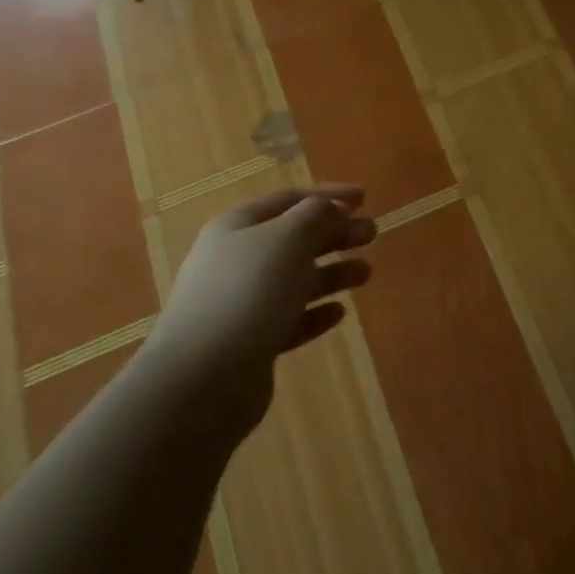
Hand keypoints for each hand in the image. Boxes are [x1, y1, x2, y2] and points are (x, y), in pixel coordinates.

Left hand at [146, 184, 375, 427]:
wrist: (202, 378)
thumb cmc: (248, 291)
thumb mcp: (287, 238)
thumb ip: (316, 216)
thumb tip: (332, 209)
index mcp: (238, 226)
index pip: (289, 199)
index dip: (328, 195)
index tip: (364, 197)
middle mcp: (237, 260)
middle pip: (294, 238)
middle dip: (335, 233)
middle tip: (372, 233)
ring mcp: (242, 304)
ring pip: (295, 280)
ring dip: (332, 272)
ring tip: (366, 273)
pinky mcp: (250, 344)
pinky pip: (289, 320)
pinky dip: (315, 313)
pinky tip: (339, 313)